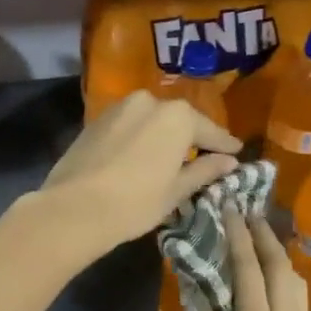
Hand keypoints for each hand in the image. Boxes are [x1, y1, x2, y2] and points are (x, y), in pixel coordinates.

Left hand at [37, 89, 240, 260]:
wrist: (73, 208)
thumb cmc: (136, 202)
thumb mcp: (177, 190)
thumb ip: (205, 170)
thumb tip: (230, 162)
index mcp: (177, 116)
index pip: (210, 132)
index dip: (225, 146)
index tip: (237, 154)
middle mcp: (150, 101)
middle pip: (181, 121)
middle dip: (194, 138)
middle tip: (207, 157)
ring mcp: (121, 108)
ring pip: (153, 121)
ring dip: (165, 136)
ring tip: (174, 158)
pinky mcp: (98, 120)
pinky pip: (131, 125)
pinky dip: (142, 137)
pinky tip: (144, 156)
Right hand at [189, 211, 309, 310]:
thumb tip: (200, 282)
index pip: (249, 268)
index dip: (238, 235)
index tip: (229, 207)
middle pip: (283, 269)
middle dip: (265, 237)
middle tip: (246, 214)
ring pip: (297, 285)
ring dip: (280, 257)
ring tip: (259, 241)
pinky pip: (297, 303)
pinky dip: (285, 279)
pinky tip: (268, 281)